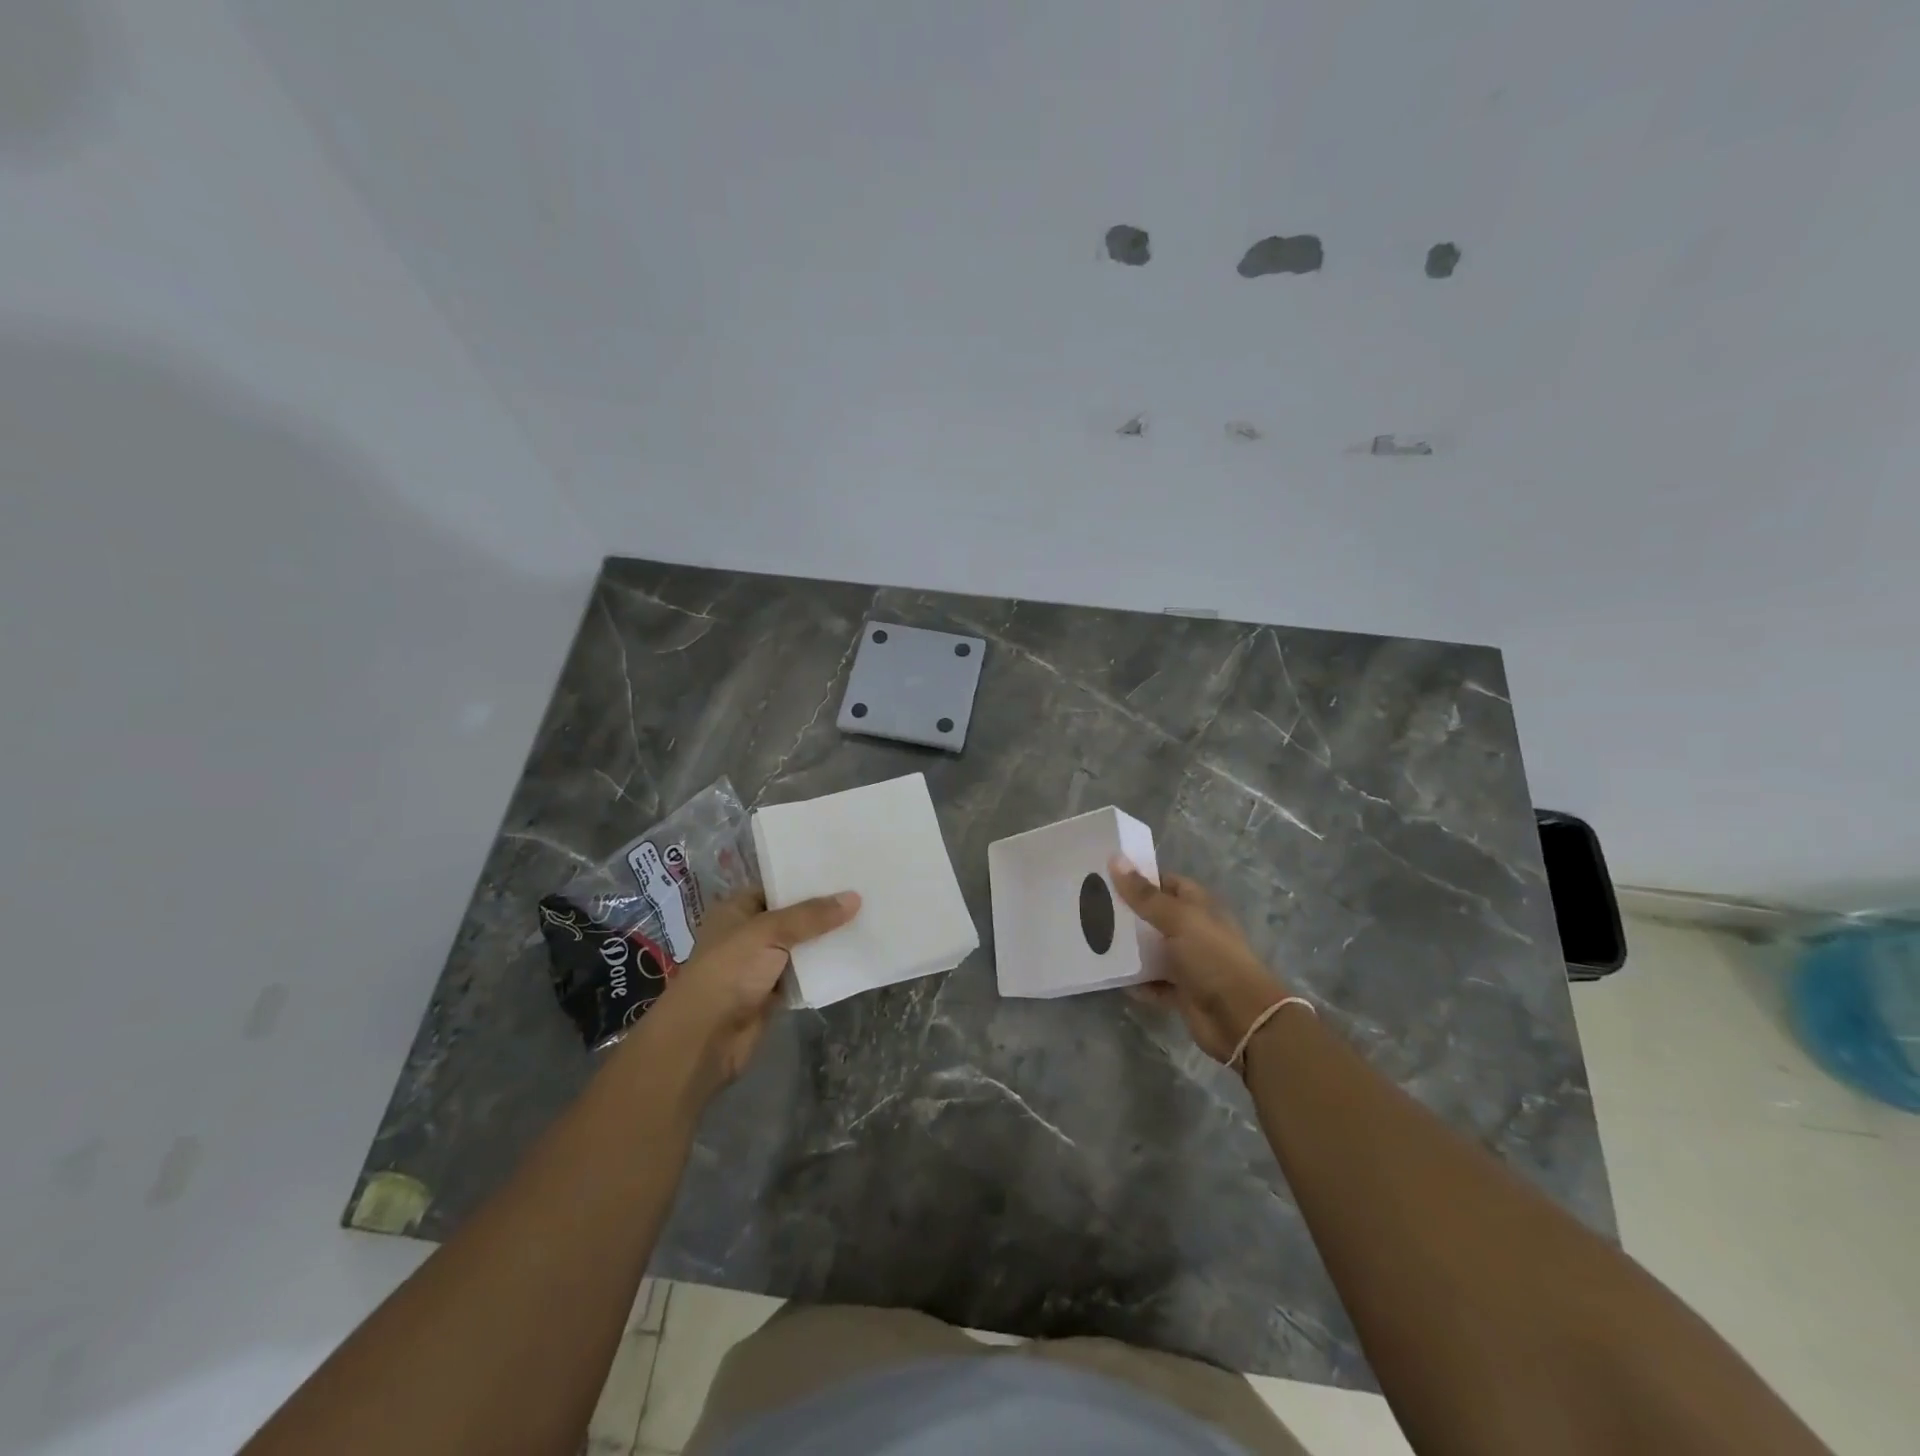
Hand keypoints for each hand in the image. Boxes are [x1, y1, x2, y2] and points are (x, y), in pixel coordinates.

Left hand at [639, 889, 859, 1101]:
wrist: (706, 1038)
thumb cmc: (729, 971)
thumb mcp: (768, 933)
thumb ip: (811, 916)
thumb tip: (855, 897)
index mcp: (737, 910)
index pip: (776, 887)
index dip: (807, 880)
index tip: (843, 871)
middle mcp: (748, 934)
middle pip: (793, 916)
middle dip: (823, 910)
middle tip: (864, 892)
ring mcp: (761, 965)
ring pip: (801, 946)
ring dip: (827, 940)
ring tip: (867, 919)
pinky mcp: (774, 993)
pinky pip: (805, 974)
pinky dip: (824, 969)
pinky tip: (854, 955)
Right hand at [1108, 857, 1291, 1063]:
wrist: (1241, 1018)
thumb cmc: (1212, 958)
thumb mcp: (1177, 919)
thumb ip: (1144, 894)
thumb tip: (1115, 857)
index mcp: (1198, 906)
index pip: (1166, 883)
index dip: (1139, 878)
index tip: (1105, 876)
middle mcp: (1193, 931)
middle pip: (1155, 916)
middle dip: (1127, 913)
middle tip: (1089, 906)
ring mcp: (1188, 963)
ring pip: (1152, 950)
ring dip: (1129, 948)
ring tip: (1092, 938)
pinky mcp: (1181, 992)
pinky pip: (1152, 982)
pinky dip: (1136, 981)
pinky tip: (1111, 976)